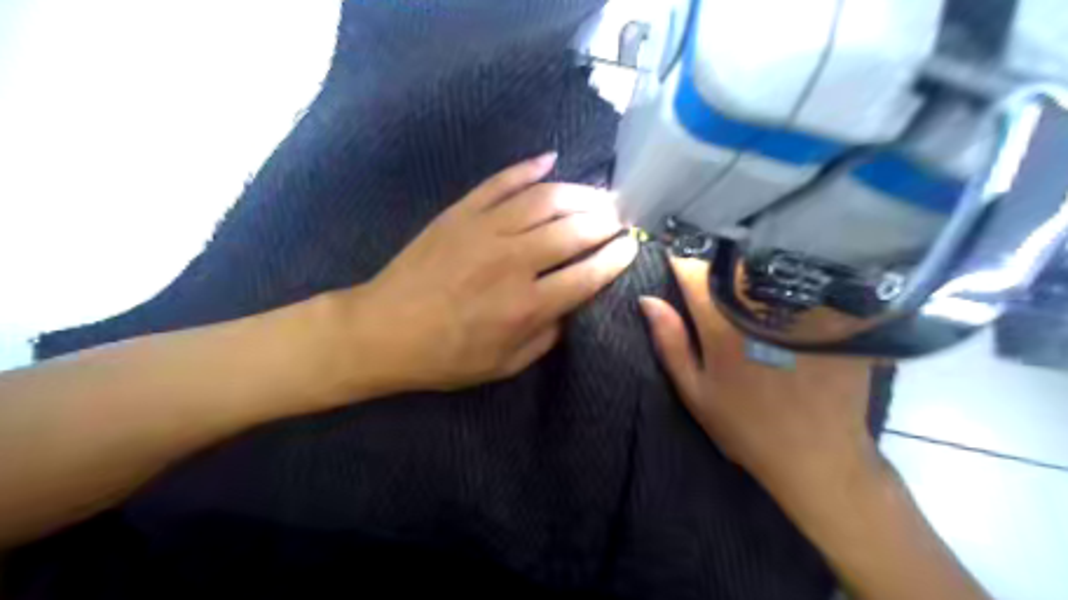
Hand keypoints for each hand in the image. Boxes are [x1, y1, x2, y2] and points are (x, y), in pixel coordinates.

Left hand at [334, 154, 632, 398]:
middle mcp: (513, 261)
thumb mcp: (505, 364)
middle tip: (620, 216)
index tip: (632, 246)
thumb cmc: (445, 357)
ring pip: (545, 199)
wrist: (382, 331)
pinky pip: (501, 182)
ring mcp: (485, 230)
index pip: (588, 274)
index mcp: (527, 306)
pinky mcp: (460, 213)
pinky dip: (528, 168)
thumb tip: (573, 305)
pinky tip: (550, 160)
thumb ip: (547, 336)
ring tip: (598, 194)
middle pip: (574, 229)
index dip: (616, 257)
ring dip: (579, 192)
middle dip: (606, 220)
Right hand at [636, 255, 880, 501]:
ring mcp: (800, 310)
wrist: (818, 455)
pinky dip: (791, 278)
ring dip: (751, 264)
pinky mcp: (832, 316)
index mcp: (721, 325)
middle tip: (709, 264)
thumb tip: (647, 300)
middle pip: (733, 261)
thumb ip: (670, 343)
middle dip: (716, 258)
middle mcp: (760, 309)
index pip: (693, 271)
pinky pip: (808, 281)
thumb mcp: (695, 391)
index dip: (680, 259)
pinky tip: (787, 288)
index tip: (674, 256)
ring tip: (744, 269)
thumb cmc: (746, 426)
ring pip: (769, 266)